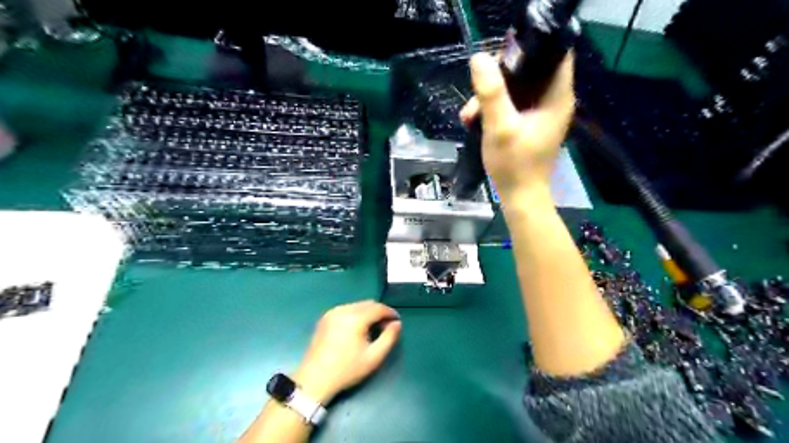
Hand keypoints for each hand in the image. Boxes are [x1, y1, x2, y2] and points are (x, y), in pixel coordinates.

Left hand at [293, 301, 400, 404]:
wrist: (314, 379)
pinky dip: (356, 314)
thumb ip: (389, 338)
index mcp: (355, 318)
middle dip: (379, 312)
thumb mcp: (374, 357)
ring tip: (372, 329)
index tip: (397, 323)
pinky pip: (347, 309)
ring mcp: (332, 312)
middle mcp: (343, 310)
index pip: (378, 308)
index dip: (390, 313)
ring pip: (357, 305)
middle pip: (368, 304)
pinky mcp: (325, 318)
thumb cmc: (346, 370)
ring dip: (368, 313)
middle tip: (386, 327)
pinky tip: (357, 329)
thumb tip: (397, 323)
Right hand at [458, 51, 573, 201]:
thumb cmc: (514, 165)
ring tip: (469, 114)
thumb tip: (479, 58)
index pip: (554, 52)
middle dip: (500, 76)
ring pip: (518, 87)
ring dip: (492, 95)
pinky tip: (475, 120)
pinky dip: (495, 108)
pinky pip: (513, 103)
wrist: (520, 197)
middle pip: (531, 69)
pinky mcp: (532, 123)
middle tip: (478, 92)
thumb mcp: (500, 127)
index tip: (501, 59)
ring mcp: (543, 112)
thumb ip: (491, 93)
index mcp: (557, 96)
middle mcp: (554, 99)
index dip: (529, 48)